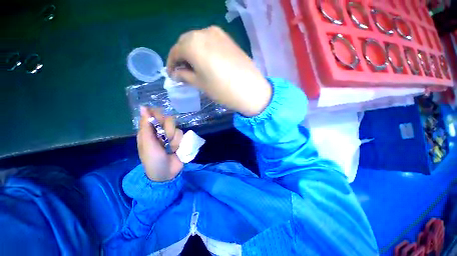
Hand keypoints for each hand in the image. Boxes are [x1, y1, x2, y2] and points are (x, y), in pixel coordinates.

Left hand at [137, 106, 183, 181]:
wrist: (166, 173)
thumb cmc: (153, 159)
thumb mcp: (147, 143)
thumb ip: (146, 126)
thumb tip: (143, 107)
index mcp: (149, 131)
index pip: (153, 115)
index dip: (158, 115)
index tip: (161, 120)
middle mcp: (160, 132)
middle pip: (168, 120)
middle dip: (168, 130)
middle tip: (164, 139)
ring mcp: (171, 136)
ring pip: (176, 128)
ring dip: (174, 139)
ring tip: (170, 148)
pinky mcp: (179, 140)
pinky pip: (182, 135)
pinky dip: (179, 142)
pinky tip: (176, 149)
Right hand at [167, 26, 271, 116]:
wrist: (251, 89)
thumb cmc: (222, 90)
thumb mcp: (200, 84)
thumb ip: (185, 76)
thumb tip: (176, 73)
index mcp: (193, 44)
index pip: (175, 51)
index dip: (171, 64)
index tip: (172, 75)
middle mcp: (204, 32)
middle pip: (186, 43)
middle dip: (182, 57)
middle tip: (183, 71)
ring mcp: (218, 34)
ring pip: (198, 41)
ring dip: (193, 53)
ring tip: (195, 68)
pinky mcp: (228, 39)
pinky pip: (210, 42)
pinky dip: (204, 50)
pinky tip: (207, 62)